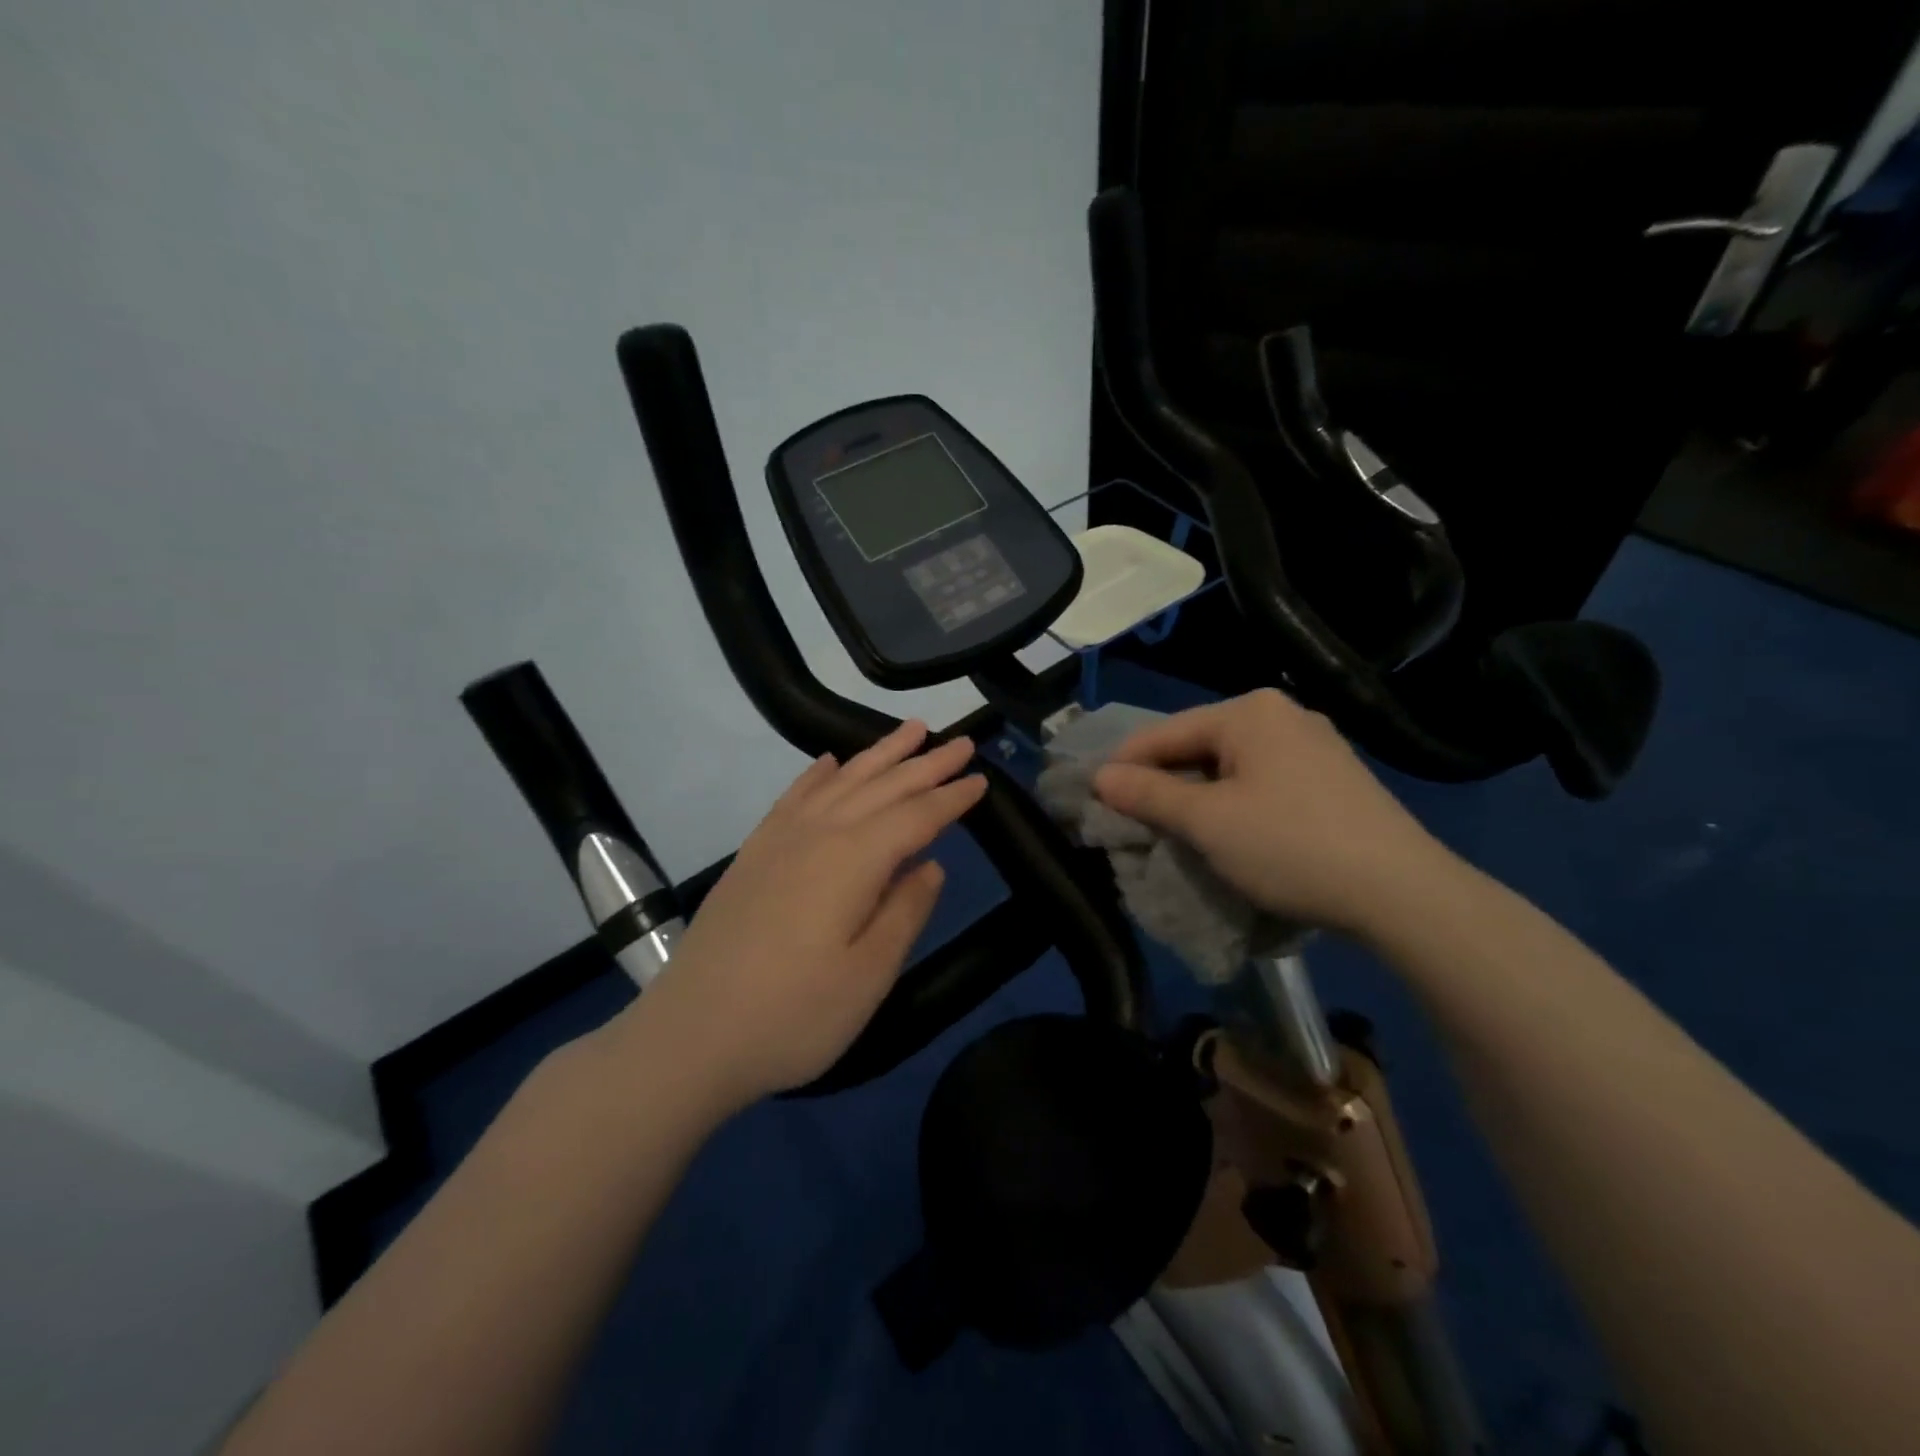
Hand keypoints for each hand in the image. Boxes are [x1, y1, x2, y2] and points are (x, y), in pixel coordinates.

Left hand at [629, 721, 986, 1107]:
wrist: (690, 1036)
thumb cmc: (793, 1015)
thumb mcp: (868, 976)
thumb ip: (904, 912)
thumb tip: (931, 865)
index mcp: (853, 861)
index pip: (915, 816)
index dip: (951, 797)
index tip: (981, 779)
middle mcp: (818, 834)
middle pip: (881, 787)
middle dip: (925, 763)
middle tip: (960, 741)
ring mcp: (779, 840)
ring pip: (840, 781)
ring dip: (878, 755)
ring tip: (909, 730)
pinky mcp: (753, 854)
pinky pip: (793, 797)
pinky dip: (817, 774)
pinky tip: (830, 763)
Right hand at [1092, 689, 1454, 937]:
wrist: (1402, 893)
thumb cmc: (1290, 846)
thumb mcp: (1207, 822)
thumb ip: (1148, 794)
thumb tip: (1099, 777)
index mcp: (1248, 712)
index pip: (1164, 733)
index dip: (1123, 766)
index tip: (1092, 800)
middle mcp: (1282, 715)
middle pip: (1198, 746)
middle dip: (1163, 783)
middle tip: (1132, 822)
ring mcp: (1314, 745)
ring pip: (1231, 766)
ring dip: (1197, 797)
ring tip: (1174, 832)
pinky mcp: (1333, 778)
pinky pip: (1262, 781)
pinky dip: (1234, 803)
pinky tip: (1228, 832)